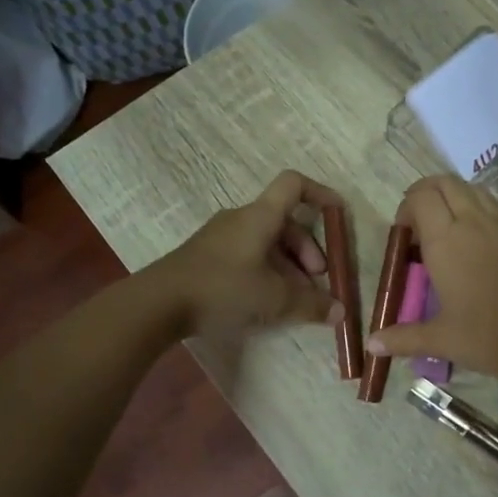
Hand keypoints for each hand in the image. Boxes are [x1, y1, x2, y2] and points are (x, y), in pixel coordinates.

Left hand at [150, 170, 344, 341]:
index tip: (338, 214)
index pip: (294, 185)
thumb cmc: (223, 289)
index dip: (320, 193)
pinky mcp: (207, 257)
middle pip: (284, 221)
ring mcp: (220, 237)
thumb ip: (311, 304)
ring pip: (266, 242)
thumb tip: (339, 311)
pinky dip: (266, 271)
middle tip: (316, 280)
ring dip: (288, 265)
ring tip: (295, 298)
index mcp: (260, 217)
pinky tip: (266, 301)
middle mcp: (240, 219)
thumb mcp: (274, 300)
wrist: (158, 303)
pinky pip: (248, 255)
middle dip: (307, 250)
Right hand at [364, 174, 497, 384]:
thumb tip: (372, 345)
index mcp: (446, 240)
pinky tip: (475, 243)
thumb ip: (402, 338)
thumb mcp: (441, 339)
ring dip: (453, 198)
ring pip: (472, 189)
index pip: (420, 197)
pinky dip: (477, 209)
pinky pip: (493, 206)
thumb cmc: (489, 337)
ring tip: (445, 229)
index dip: (406, 207)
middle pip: (445, 183)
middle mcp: (473, 222)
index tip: (403, 235)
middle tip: (418, 224)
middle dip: (426, 194)